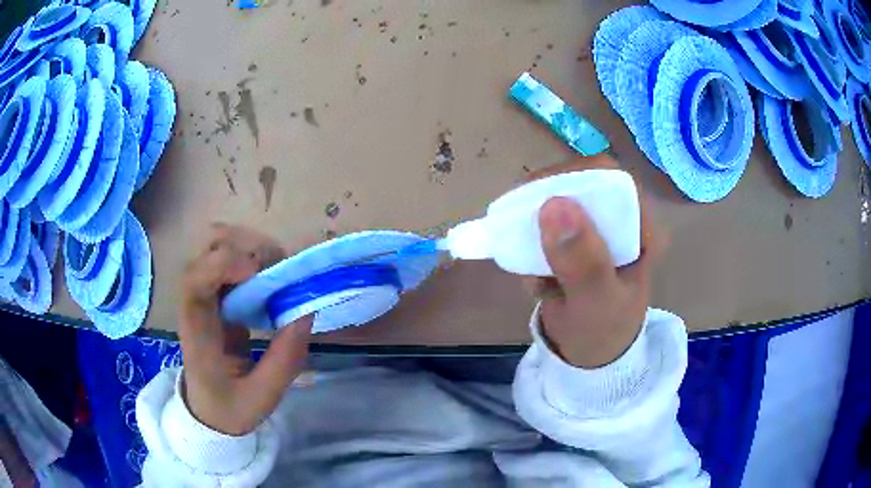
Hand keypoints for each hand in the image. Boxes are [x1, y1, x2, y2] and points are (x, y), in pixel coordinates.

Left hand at [180, 224, 312, 435]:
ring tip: (280, 273)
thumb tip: (306, 311)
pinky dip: (256, 259)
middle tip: (281, 270)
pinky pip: (232, 259)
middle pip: (208, 249)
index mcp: (197, 332)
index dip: (224, 265)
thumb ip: (284, 360)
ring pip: (220, 245)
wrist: (208, 411)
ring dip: (253, 249)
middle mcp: (195, 303)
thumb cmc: (229, 408)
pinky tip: (273, 279)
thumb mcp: (263, 396)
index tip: (259, 275)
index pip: (196, 281)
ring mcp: (205, 294)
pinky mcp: (217, 294)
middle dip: (247, 248)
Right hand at [528, 155, 663, 368]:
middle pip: (579, 183)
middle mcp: (623, 218)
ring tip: (535, 272)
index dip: (571, 176)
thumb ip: (582, 262)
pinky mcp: (578, 238)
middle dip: (545, 210)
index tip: (534, 198)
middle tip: (523, 236)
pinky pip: (546, 223)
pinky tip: (539, 279)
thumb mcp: (596, 303)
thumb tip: (554, 205)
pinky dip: (531, 246)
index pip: (610, 178)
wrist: (589, 356)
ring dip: (535, 232)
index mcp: (642, 227)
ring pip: (557, 201)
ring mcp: (599, 227)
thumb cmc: (602, 333)